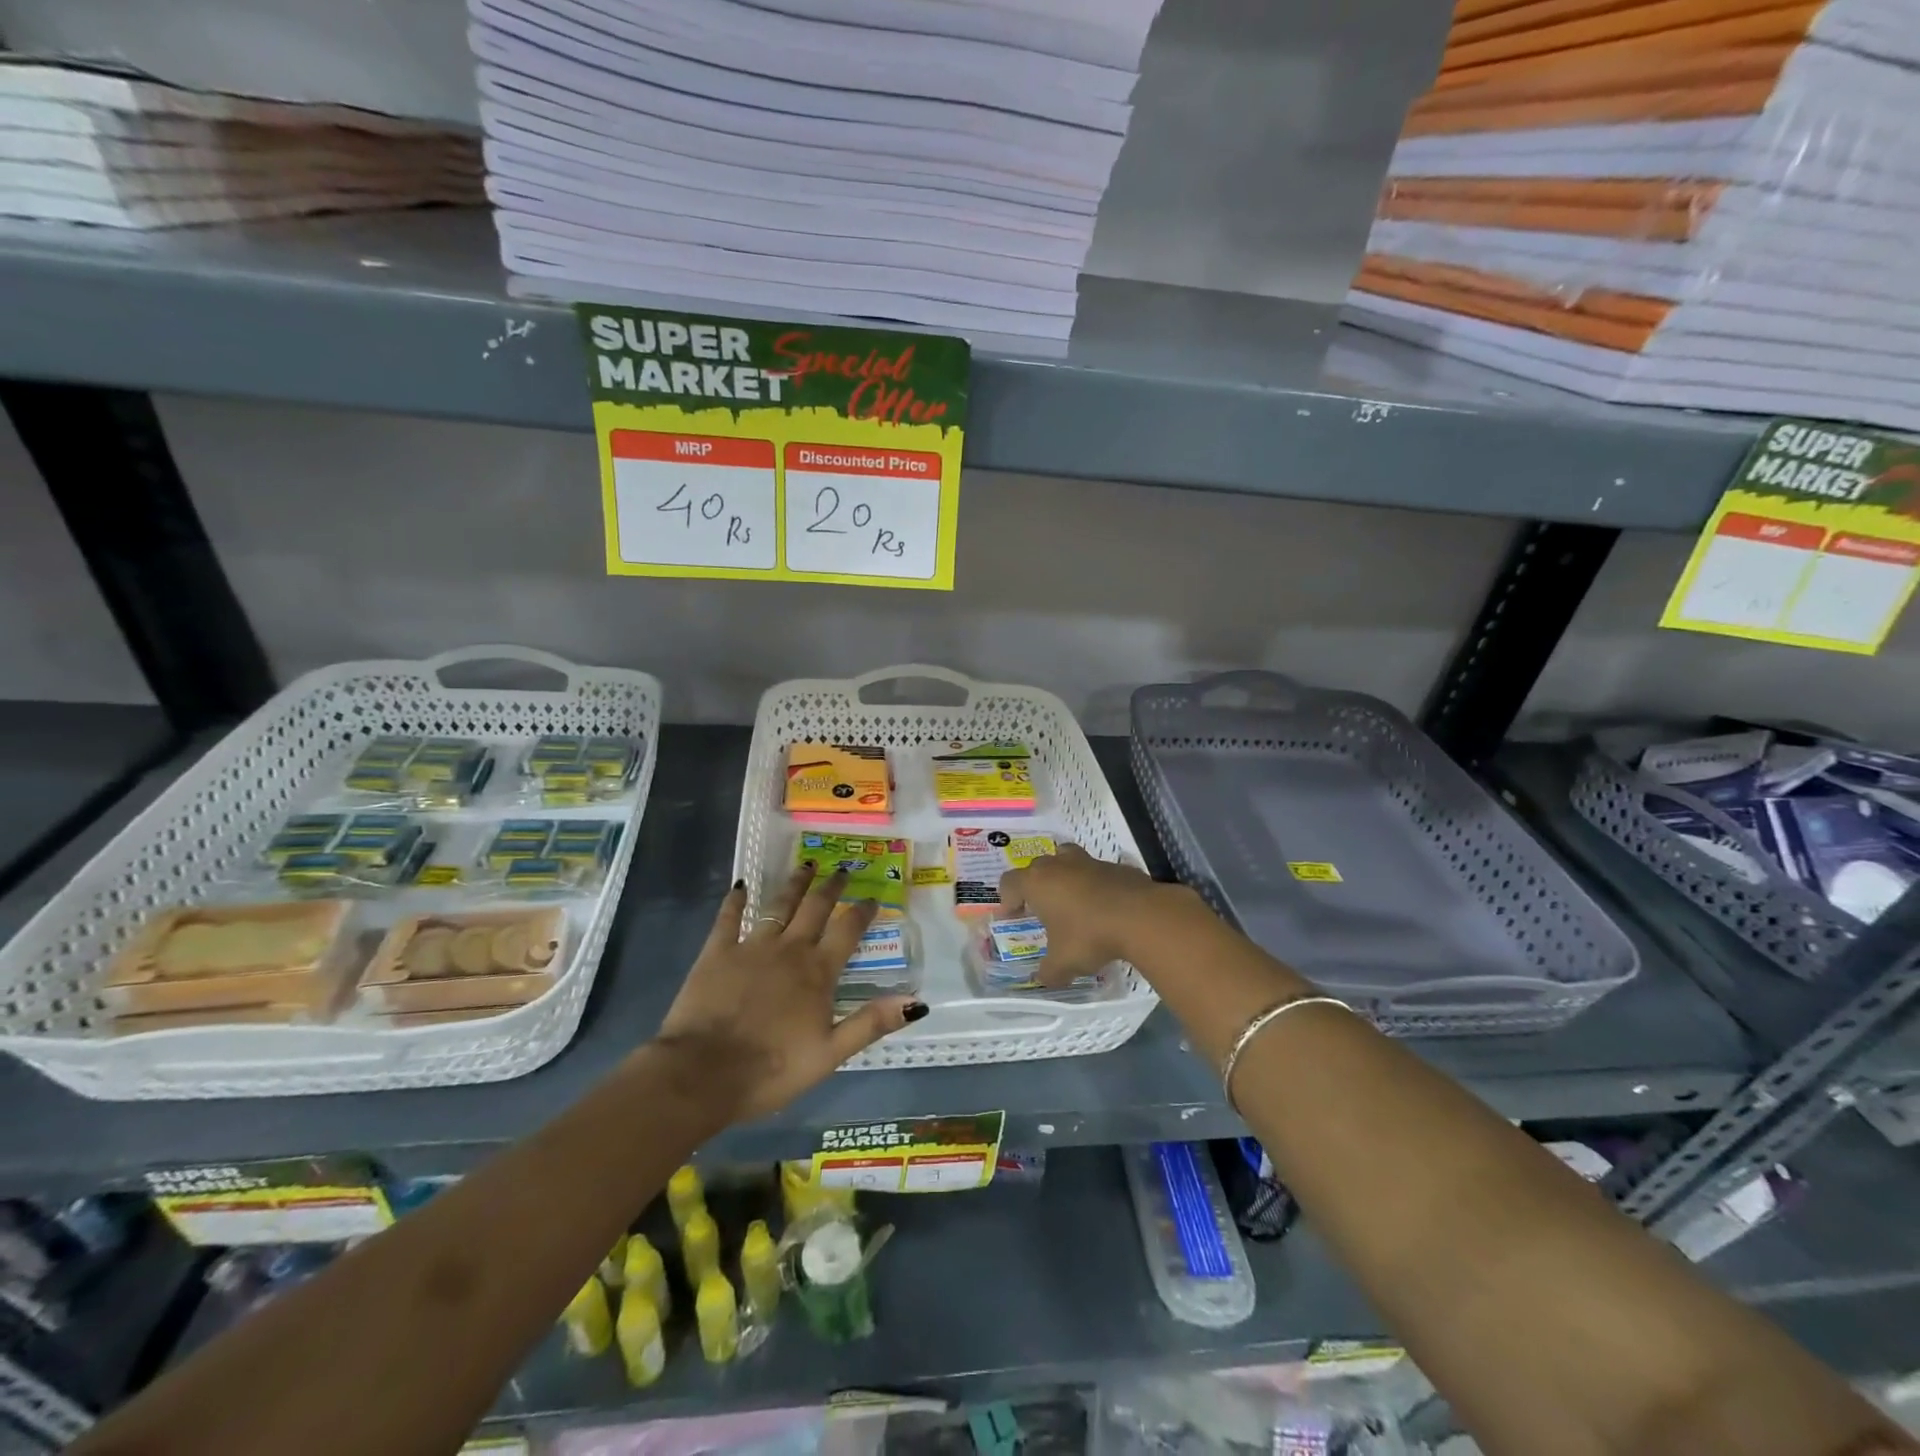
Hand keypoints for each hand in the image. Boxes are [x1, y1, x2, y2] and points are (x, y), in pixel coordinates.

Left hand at [655, 865, 925, 1120]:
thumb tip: (917, 1001)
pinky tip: (741, 887)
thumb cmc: (771, 1069)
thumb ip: (871, 1022)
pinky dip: (736, 901)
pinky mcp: (717, 952)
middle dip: (831, 887)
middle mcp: (789, 949)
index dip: (862, 911)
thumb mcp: (830, 1054)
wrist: (703, 1074)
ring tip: (806, 865)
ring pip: (778, 905)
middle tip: (842, 870)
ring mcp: (751, 947)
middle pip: (815, 908)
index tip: (872, 896)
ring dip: (794, 884)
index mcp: (818, 972)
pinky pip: (728, 918)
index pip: (847, 931)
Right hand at [998, 843, 1177, 986]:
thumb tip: (1044, 978)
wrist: (1141, 916)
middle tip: (1040, 910)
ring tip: (1070, 899)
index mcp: (1037, 883)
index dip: (1006, 899)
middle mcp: (1058, 865)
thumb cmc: (1090, 936)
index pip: (1009, 882)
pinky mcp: (1115, 866)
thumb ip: (1049, 972)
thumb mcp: (1063, 963)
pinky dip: (1094, 884)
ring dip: (1063, 876)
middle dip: (1034, 886)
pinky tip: (1103, 906)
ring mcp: (1088, 862)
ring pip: (1066, 859)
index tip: (1012, 917)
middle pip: (1036, 867)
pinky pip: (1096, 872)